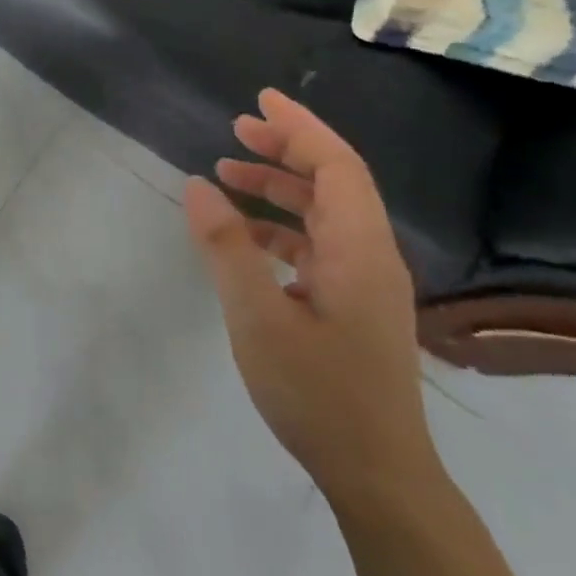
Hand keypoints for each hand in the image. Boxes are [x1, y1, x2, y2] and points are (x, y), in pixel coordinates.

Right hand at [185, 90, 441, 508]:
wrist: (377, 474)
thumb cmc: (318, 392)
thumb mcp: (257, 317)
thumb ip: (226, 248)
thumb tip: (197, 186)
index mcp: (359, 249)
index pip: (336, 167)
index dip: (300, 128)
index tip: (260, 101)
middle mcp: (371, 255)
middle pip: (334, 182)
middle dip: (287, 149)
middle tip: (237, 129)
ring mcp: (365, 282)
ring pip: (325, 213)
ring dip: (280, 187)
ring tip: (227, 175)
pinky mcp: (354, 305)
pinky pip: (319, 243)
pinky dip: (281, 225)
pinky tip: (245, 236)